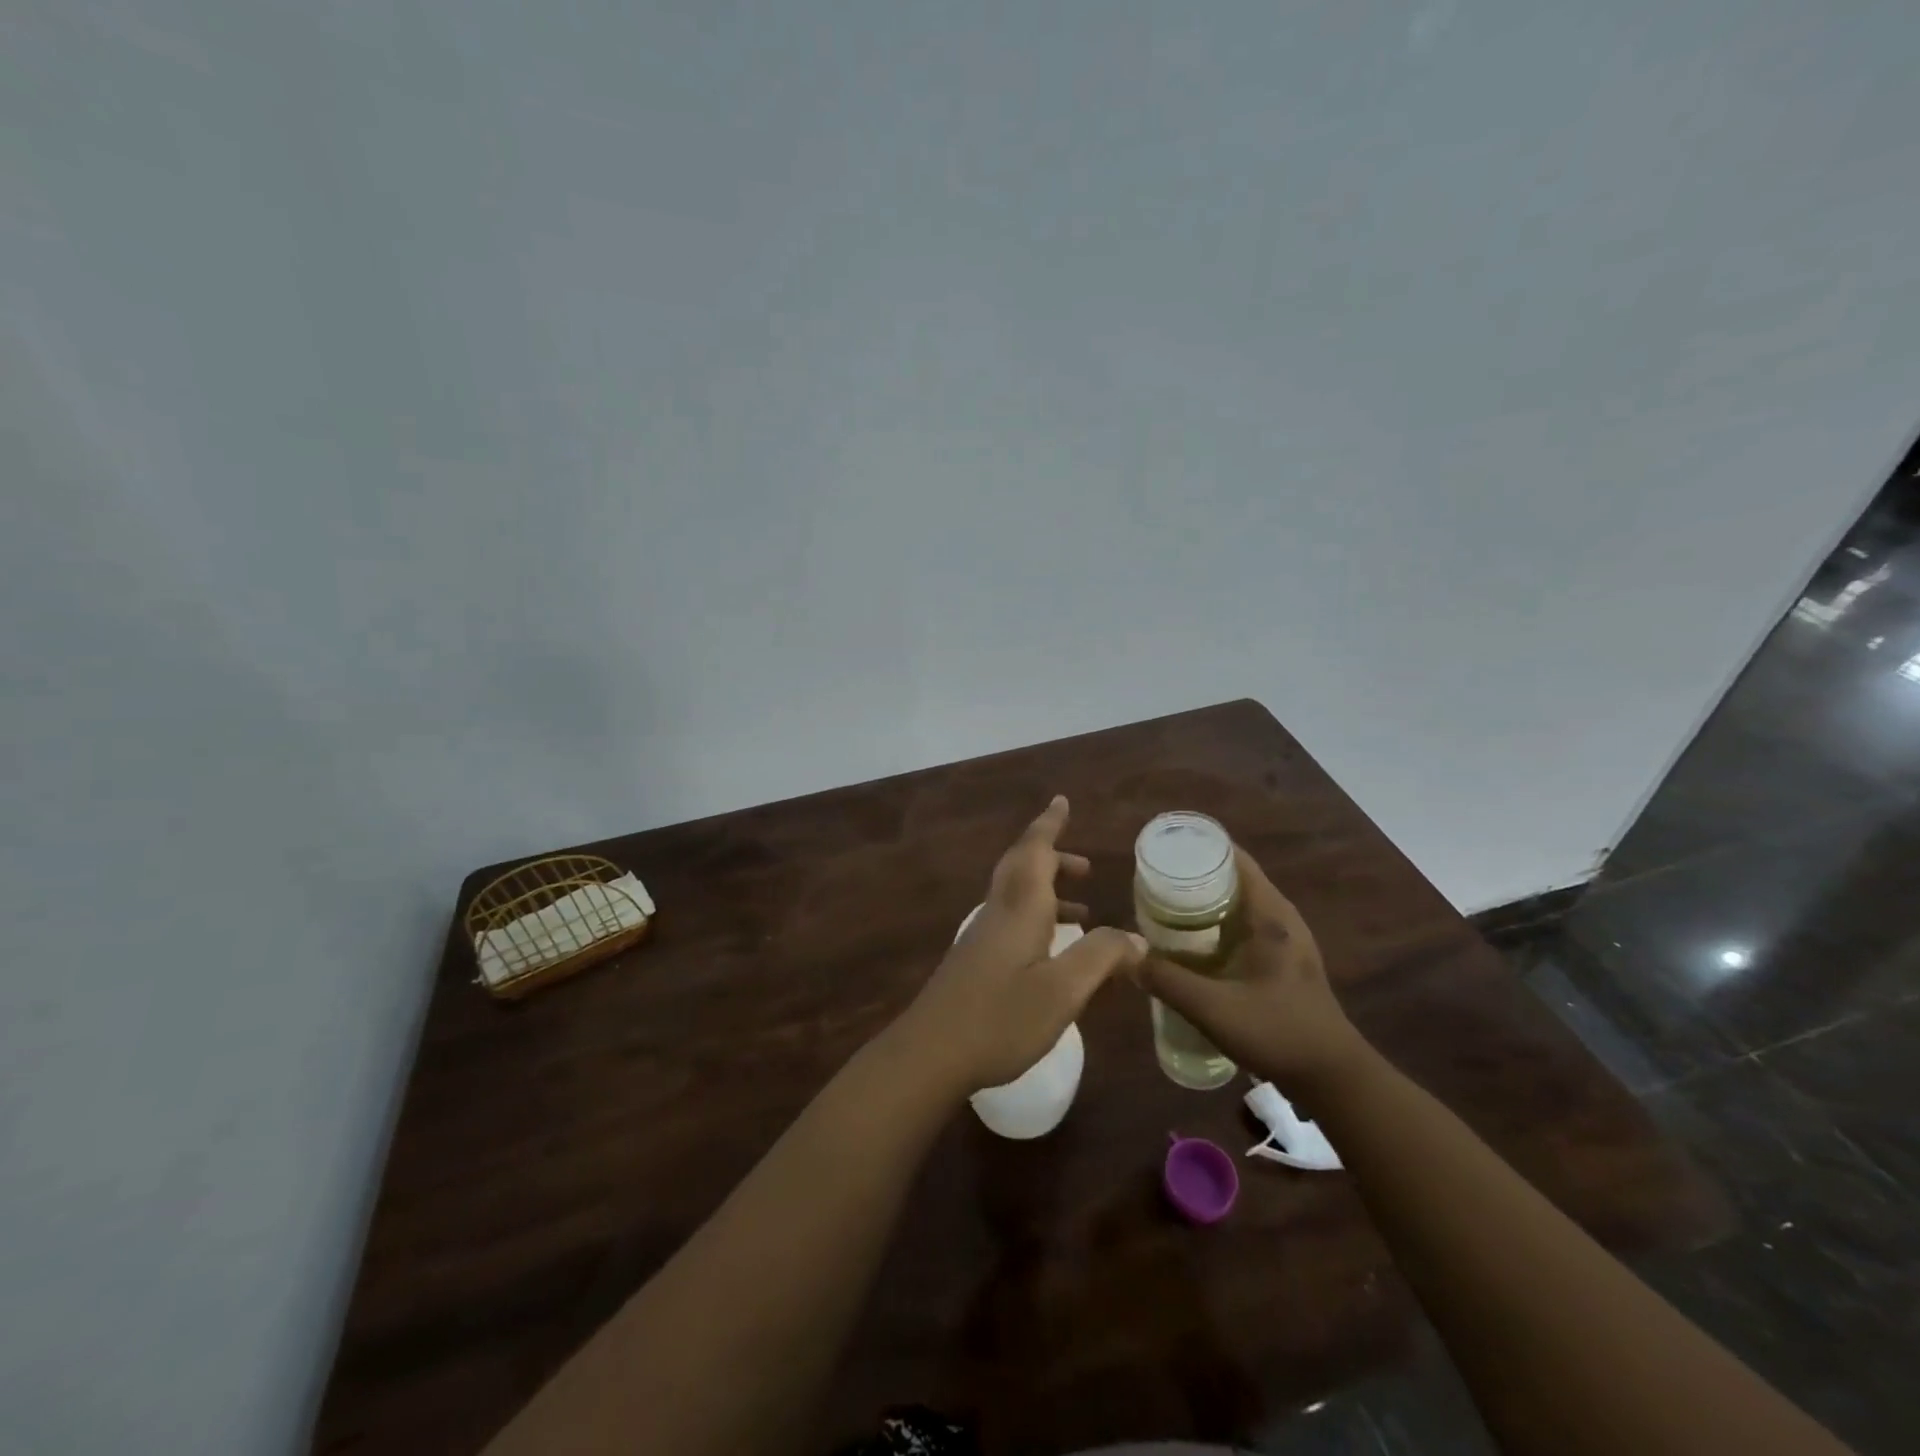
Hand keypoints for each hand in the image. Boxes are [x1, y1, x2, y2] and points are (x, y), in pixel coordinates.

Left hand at [899, 796, 1146, 1092]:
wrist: (930, 1053)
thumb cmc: (1000, 1018)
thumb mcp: (1063, 991)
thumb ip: (1101, 959)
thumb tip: (1136, 937)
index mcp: (1019, 908)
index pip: (1035, 851)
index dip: (1049, 824)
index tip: (1061, 801)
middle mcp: (998, 913)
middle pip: (1023, 868)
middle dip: (1053, 858)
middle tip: (1085, 866)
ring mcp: (982, 937)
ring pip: (1017, 897)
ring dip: (1048, 892)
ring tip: (1083, 914)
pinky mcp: (975, 961)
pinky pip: (1012, 922)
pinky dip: (1038, 919)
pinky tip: (1052, 953)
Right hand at [1135, 848, 1365, 1097]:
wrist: (1334, 1079)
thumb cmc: (1278, 1032)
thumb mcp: (1213, 1008)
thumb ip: (1167, 981)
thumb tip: (1129, 957)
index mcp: (1271, 915)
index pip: (1235, 860)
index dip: (1200, 849)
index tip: (1164, 852)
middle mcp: (1281, 919)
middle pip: (1233, 880)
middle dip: (1193, 878)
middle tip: (1152, 884)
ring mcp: (1286, 941)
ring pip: (1238, 906)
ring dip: (1204, 904)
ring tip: (1163, 910)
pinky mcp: (1283, 963)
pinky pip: (1243, 928)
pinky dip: (1216, 927)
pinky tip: (1190, 946)